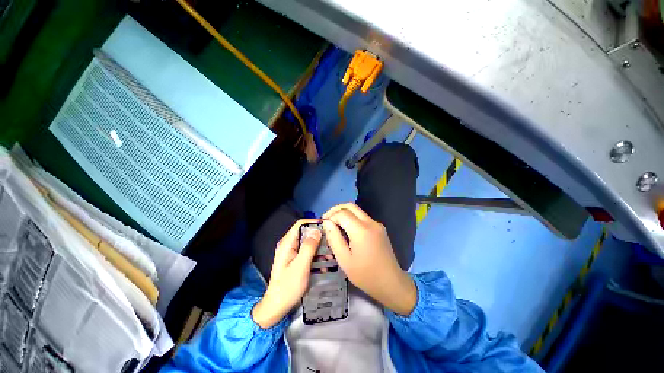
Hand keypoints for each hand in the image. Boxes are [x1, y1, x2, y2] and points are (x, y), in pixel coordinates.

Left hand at [253, 219, 321, 328]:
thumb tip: (317, 230)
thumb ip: (308, 247)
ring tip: (331, 254)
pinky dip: (316, 255)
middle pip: (305, 233)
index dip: (314, 222)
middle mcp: (288, 245)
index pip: (300, 224)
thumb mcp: (300, 266)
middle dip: (319, 236)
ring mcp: (291, 252)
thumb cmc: (288, 287)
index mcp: (287, 243)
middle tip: (332, 241)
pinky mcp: (295, 260)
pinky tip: (324, 263)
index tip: (327, 226)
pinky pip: (307, 252)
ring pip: (308, 243)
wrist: (277, 307)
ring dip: (319, 247)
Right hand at [322, 203, 416, 314]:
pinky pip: (363, 217)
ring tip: (334, 224)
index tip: (323, 225)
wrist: (391, 283)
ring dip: (344, 213)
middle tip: (327, 220)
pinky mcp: (380, 228)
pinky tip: (347, 230)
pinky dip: (352, 218)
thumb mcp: (344, 260)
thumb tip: (327, 223)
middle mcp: (370, 222)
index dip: (330, 216)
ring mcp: (377, 224)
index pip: (342, 213)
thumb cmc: (365, 275)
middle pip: (350, 206)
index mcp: (361, 230)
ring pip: (357, 210)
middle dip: (336, 210)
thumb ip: (334, 238)